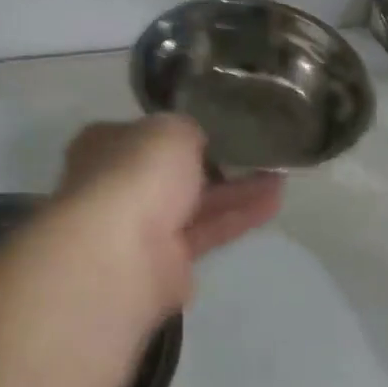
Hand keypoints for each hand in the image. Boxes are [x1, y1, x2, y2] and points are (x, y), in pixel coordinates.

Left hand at [52, 116, 282, 327]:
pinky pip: (208, 231)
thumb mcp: (171, 129)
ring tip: (281, 173)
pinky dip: (238, 216)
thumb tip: (196, 142)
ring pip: (196, 202)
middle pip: (174, 171)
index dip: (182, 129)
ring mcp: (141, 227)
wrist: (121, 255)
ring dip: (237, 188)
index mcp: (106, 145)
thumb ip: (188, 130)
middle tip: (259, 149)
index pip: (147, 133)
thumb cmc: (138, 175)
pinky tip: (274, 201)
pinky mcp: (167, 263)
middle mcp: (119, 184)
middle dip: (217, 161)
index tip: (221, 124)